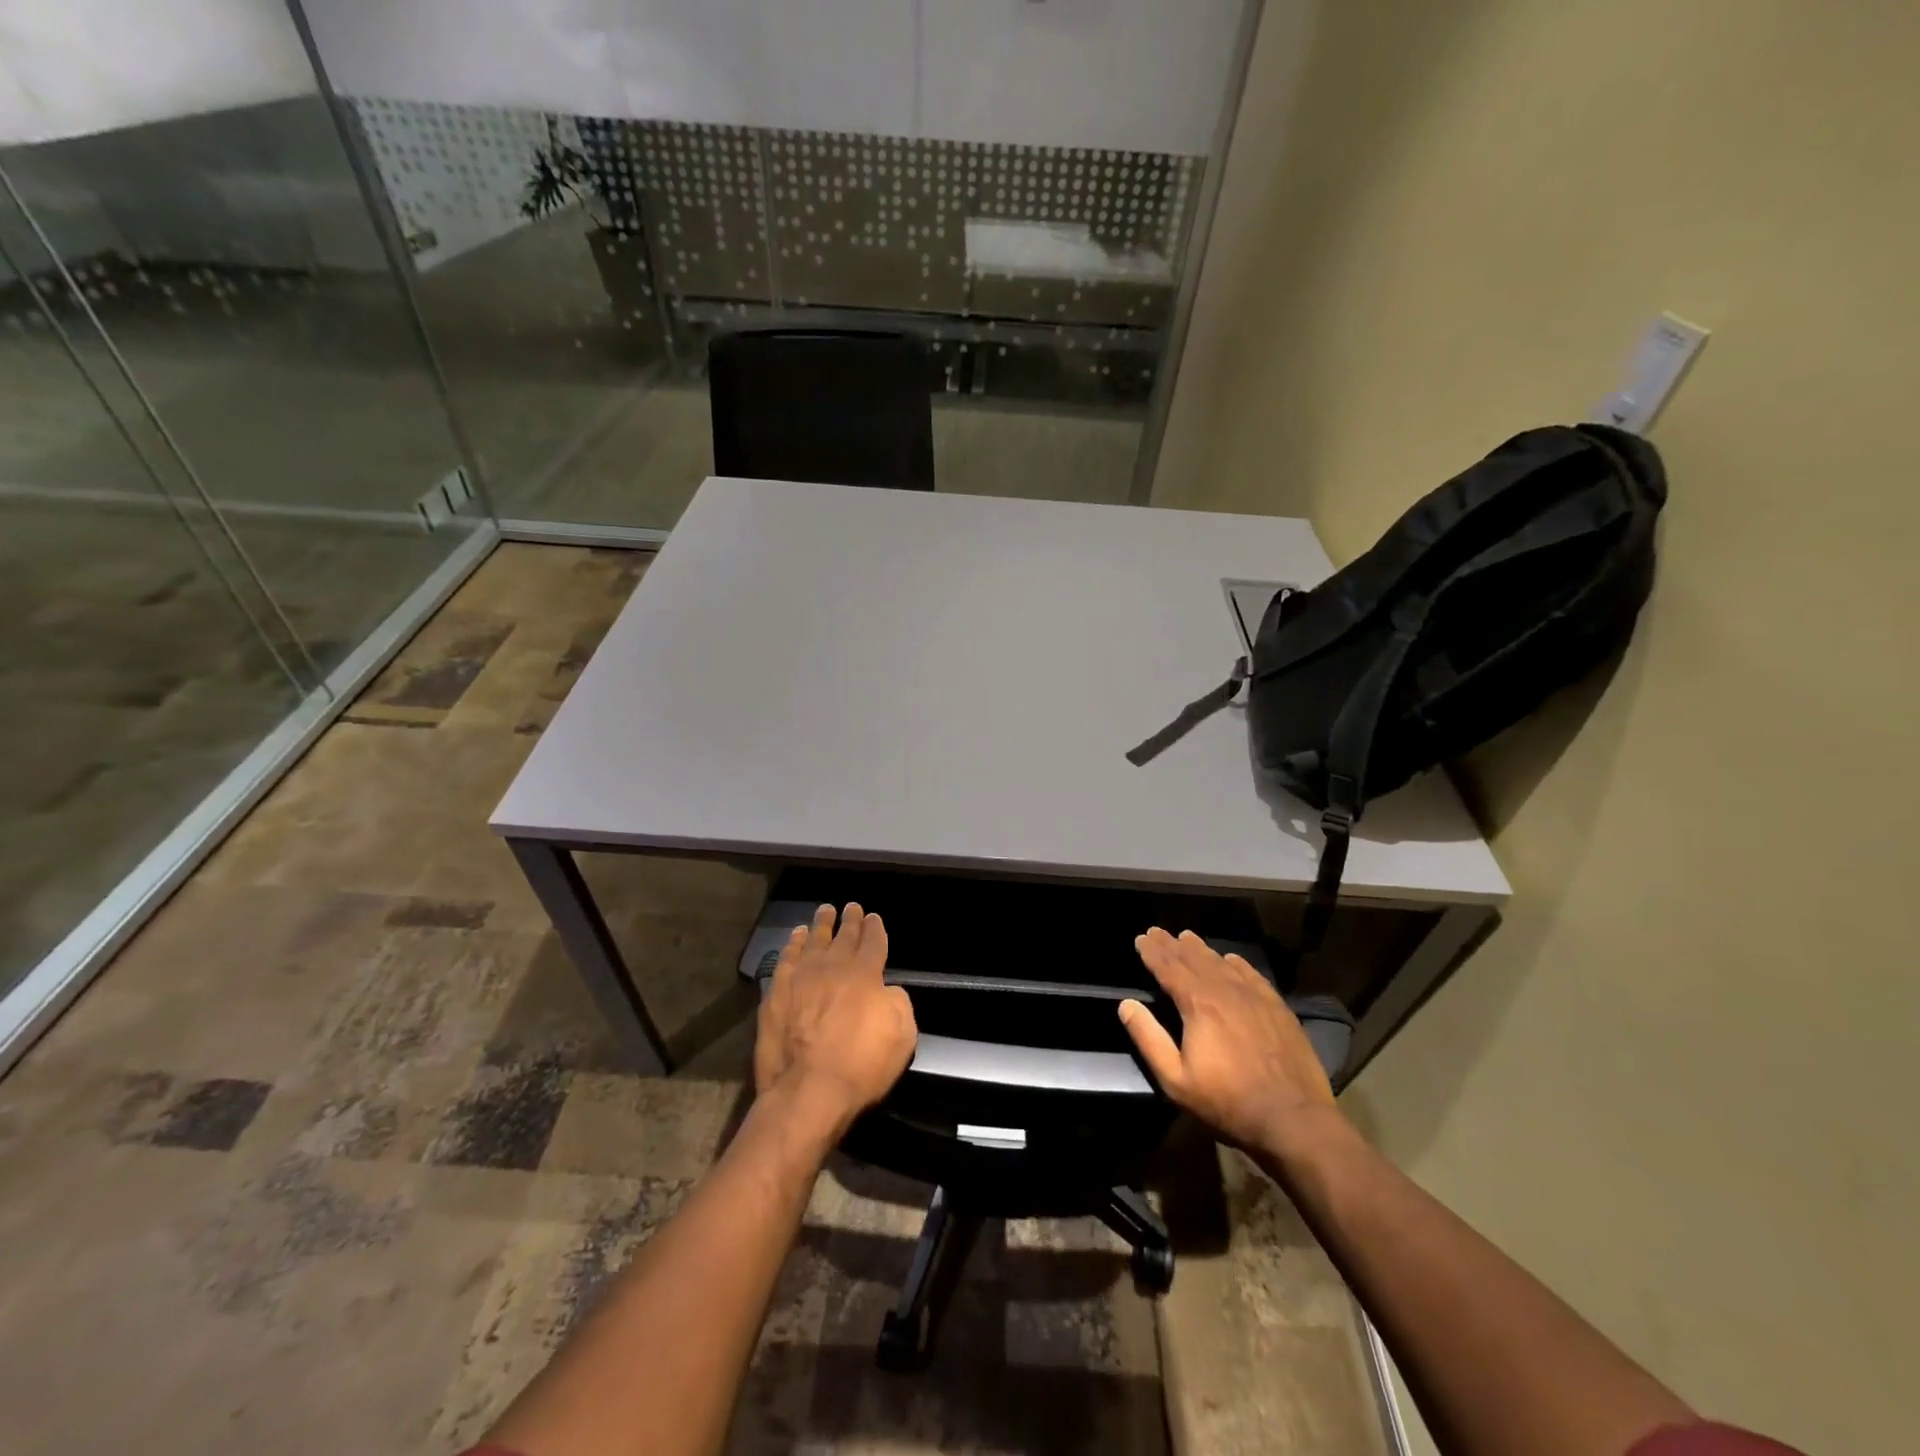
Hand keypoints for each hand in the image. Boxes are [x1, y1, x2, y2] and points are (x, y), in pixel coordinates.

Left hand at [754, 903, 916, 1125]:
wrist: (808, 1090)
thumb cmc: (861, 1066)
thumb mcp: (902, 1036)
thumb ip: (898, 1003)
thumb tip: (886, 990)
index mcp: (866, 974)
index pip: (873, 942)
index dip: (875, 928)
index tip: (873, 917)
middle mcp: (834, 967)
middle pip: (844, 937)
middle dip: (850, 921)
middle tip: (851, 907)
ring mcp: (801, 978)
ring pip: (813, 941)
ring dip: (821, 925)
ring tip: (825, 911)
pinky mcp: (776, 993)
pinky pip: (786, 958)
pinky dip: (793, 944)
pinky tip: (796, 937)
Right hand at [1118, 927, 1338, 1152]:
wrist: (1293, 1117)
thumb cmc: (1227, 1101)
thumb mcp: (1176, 1079)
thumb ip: (1148, 1038)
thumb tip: (1126, 1005)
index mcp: (1198, 1004)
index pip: (1169, 968)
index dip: (1152, 952)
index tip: (1141, 938)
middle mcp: (1225, 990)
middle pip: (1193, 959)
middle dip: (1172, 945)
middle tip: (1157, 931)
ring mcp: (1254, 996)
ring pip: (1221, 963)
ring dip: (1200, 949)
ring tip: (1186, 937)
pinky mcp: (1277, 1007)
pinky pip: (1251, 974)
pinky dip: (1236, 963)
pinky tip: (1230, 958)